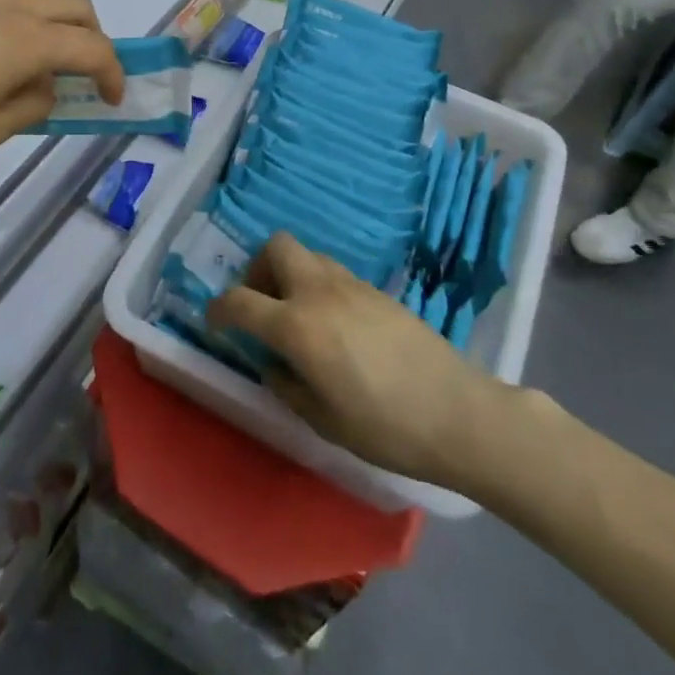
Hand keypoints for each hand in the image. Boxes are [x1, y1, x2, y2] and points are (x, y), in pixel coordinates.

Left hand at [0, 0, 123, 170]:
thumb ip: (33, 104)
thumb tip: (47, 86)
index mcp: (22, 39)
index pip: (90, 46)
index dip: (112, 73)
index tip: (111, 99)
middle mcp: (4, 5)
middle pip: (73, 6)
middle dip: (93, 38)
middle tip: (83, 77)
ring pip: (36, 1)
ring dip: (54, 31)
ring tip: (31, 75)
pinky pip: (1, 5)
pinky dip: (19, 27)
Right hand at [206, 233, 510, 492]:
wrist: (459, 414)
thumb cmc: (385, 427)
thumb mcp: (323, 419)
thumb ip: (286, 385)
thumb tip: (274, 364)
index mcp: (297, 325)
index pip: (240, 301)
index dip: (218, 310)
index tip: (214, 323)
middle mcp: (318, 291)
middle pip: (275, 247)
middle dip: (257, 270)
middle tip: (262, 305)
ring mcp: (351, 285)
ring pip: (306, 255)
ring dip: (290, 274)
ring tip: (297, 315)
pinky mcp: (377, 291)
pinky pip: (333, 272)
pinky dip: (318, 285)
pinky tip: (333, 325)